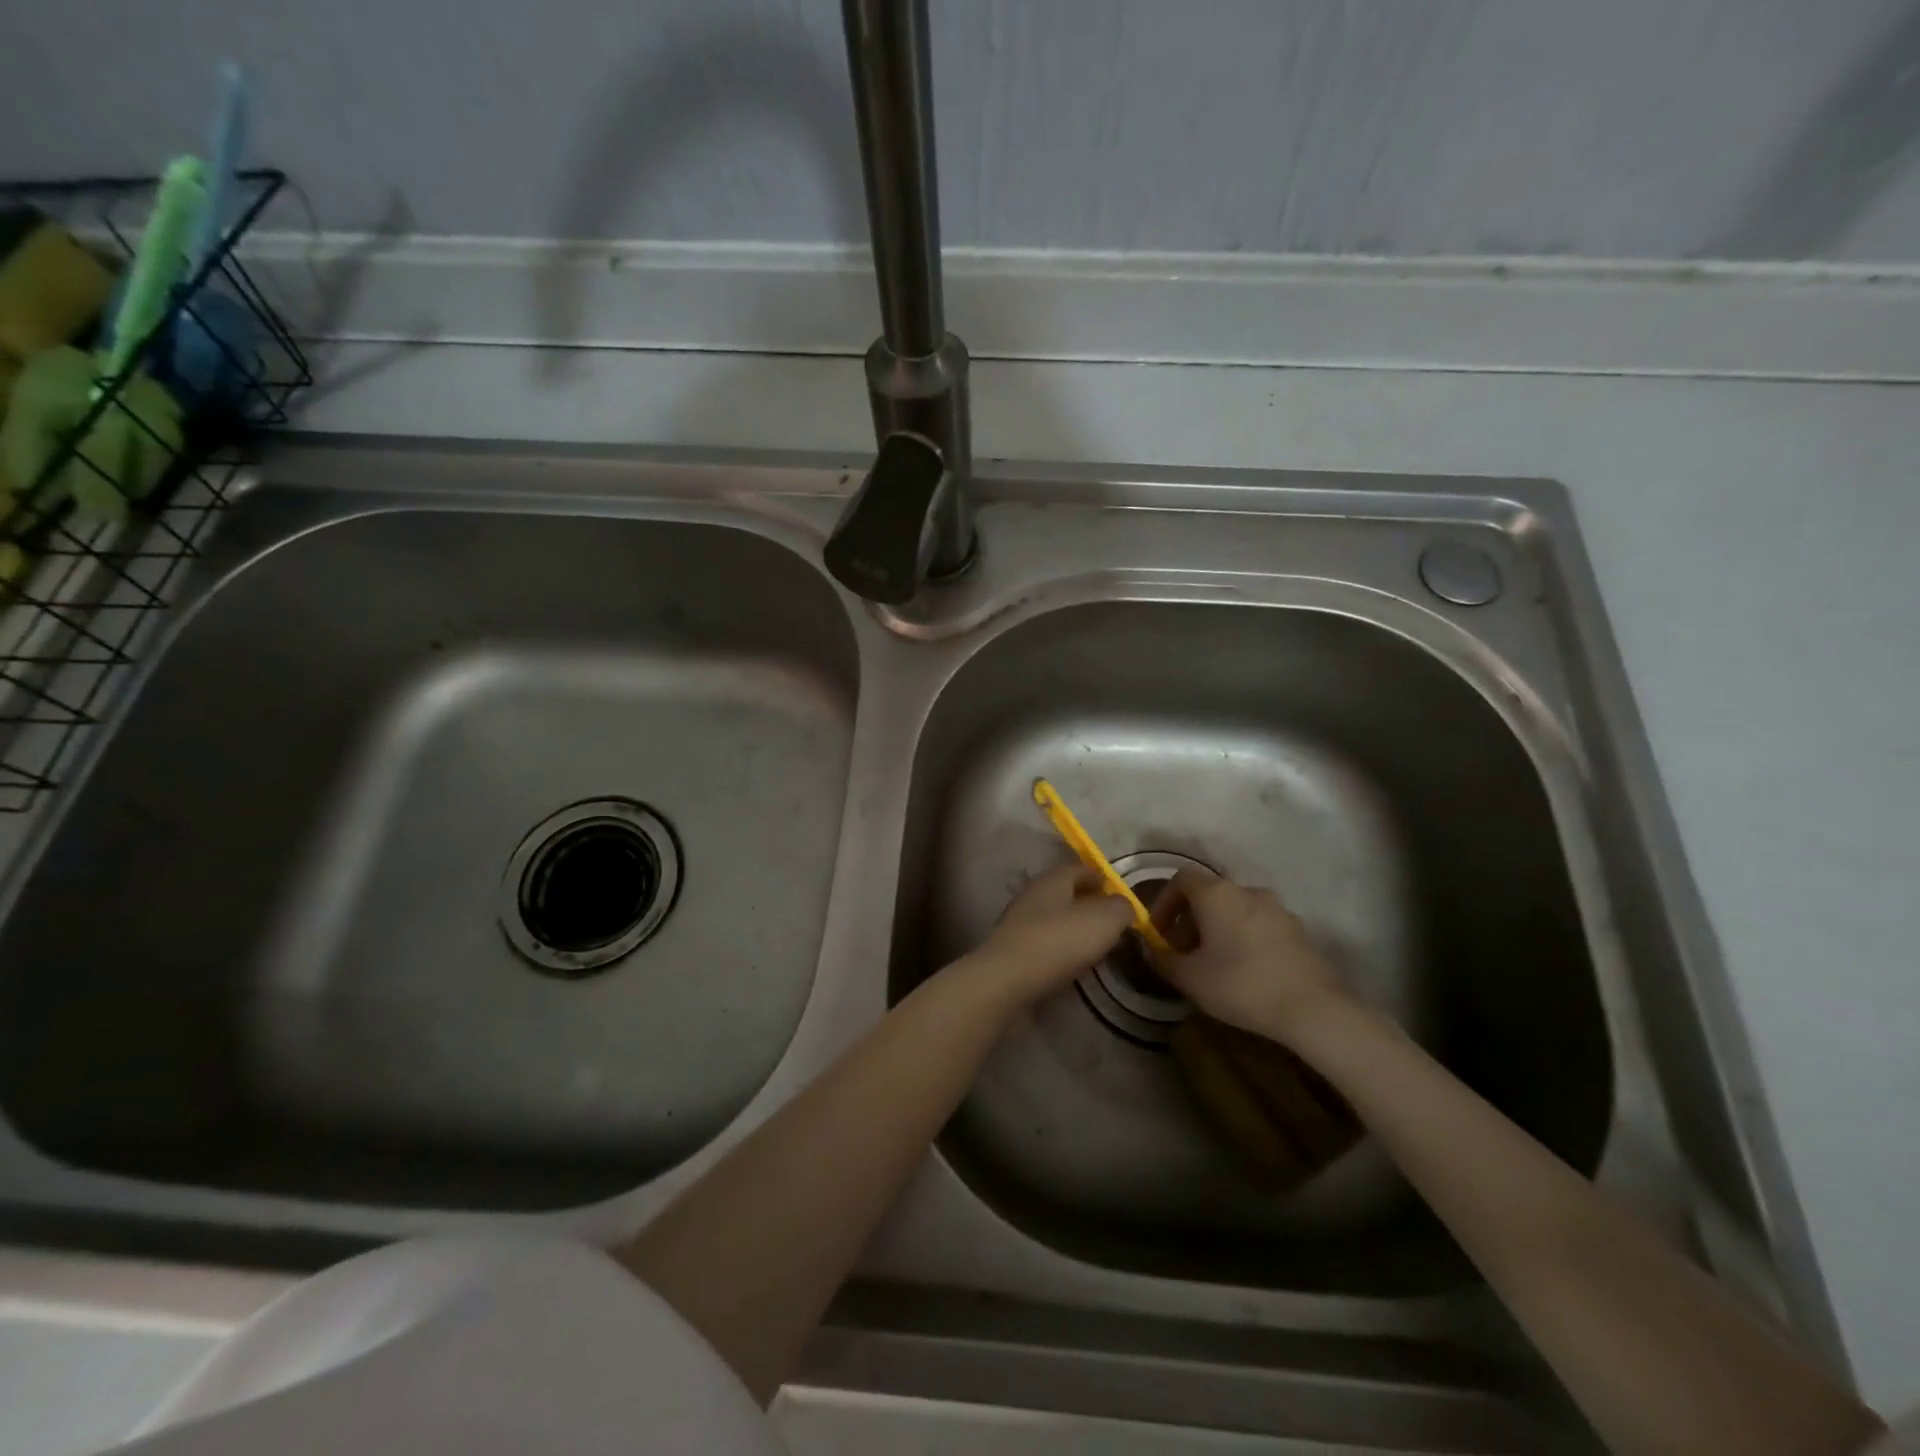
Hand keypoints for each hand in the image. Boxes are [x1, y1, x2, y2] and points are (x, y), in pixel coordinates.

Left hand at [971, 864, 1132, 1002]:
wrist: (1007, 981)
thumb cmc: (1059, 941)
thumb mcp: (1105, 919)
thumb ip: (1120, 908)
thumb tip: (1123, 905)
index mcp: (1052, 880)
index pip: (1078, 868)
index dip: (1099, 876)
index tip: (1115, 890)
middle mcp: (1032, 896)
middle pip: (1064, 893)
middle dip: (1087, 903)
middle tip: (1111, 920)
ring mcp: (1018, 924)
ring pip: (1053, 919)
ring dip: (1074, 928)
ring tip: (1097, 945)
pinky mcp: (1012, 953)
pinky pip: (1044, 945)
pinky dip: (1060, 950)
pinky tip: (1074, 964)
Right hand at [1150, 868, 1351, 1042]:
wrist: (1312, 1008)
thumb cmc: (1240, 984)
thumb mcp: (1189, 978)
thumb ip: (1162, 959)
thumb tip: (1151, 949)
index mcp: (1217, 893)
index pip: (1181, 879)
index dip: (1164, 902)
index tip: (1158, 932)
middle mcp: (1247, 891)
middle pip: (1209, 895)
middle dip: (1189, 921)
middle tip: (1182, 954)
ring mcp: (1277, 908)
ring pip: (1235, 911)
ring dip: (1217, 930)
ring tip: (1212, 965)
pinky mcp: (1298, 930)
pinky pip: (1258, 925)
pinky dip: (1243, 938)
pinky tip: (1244, 971)